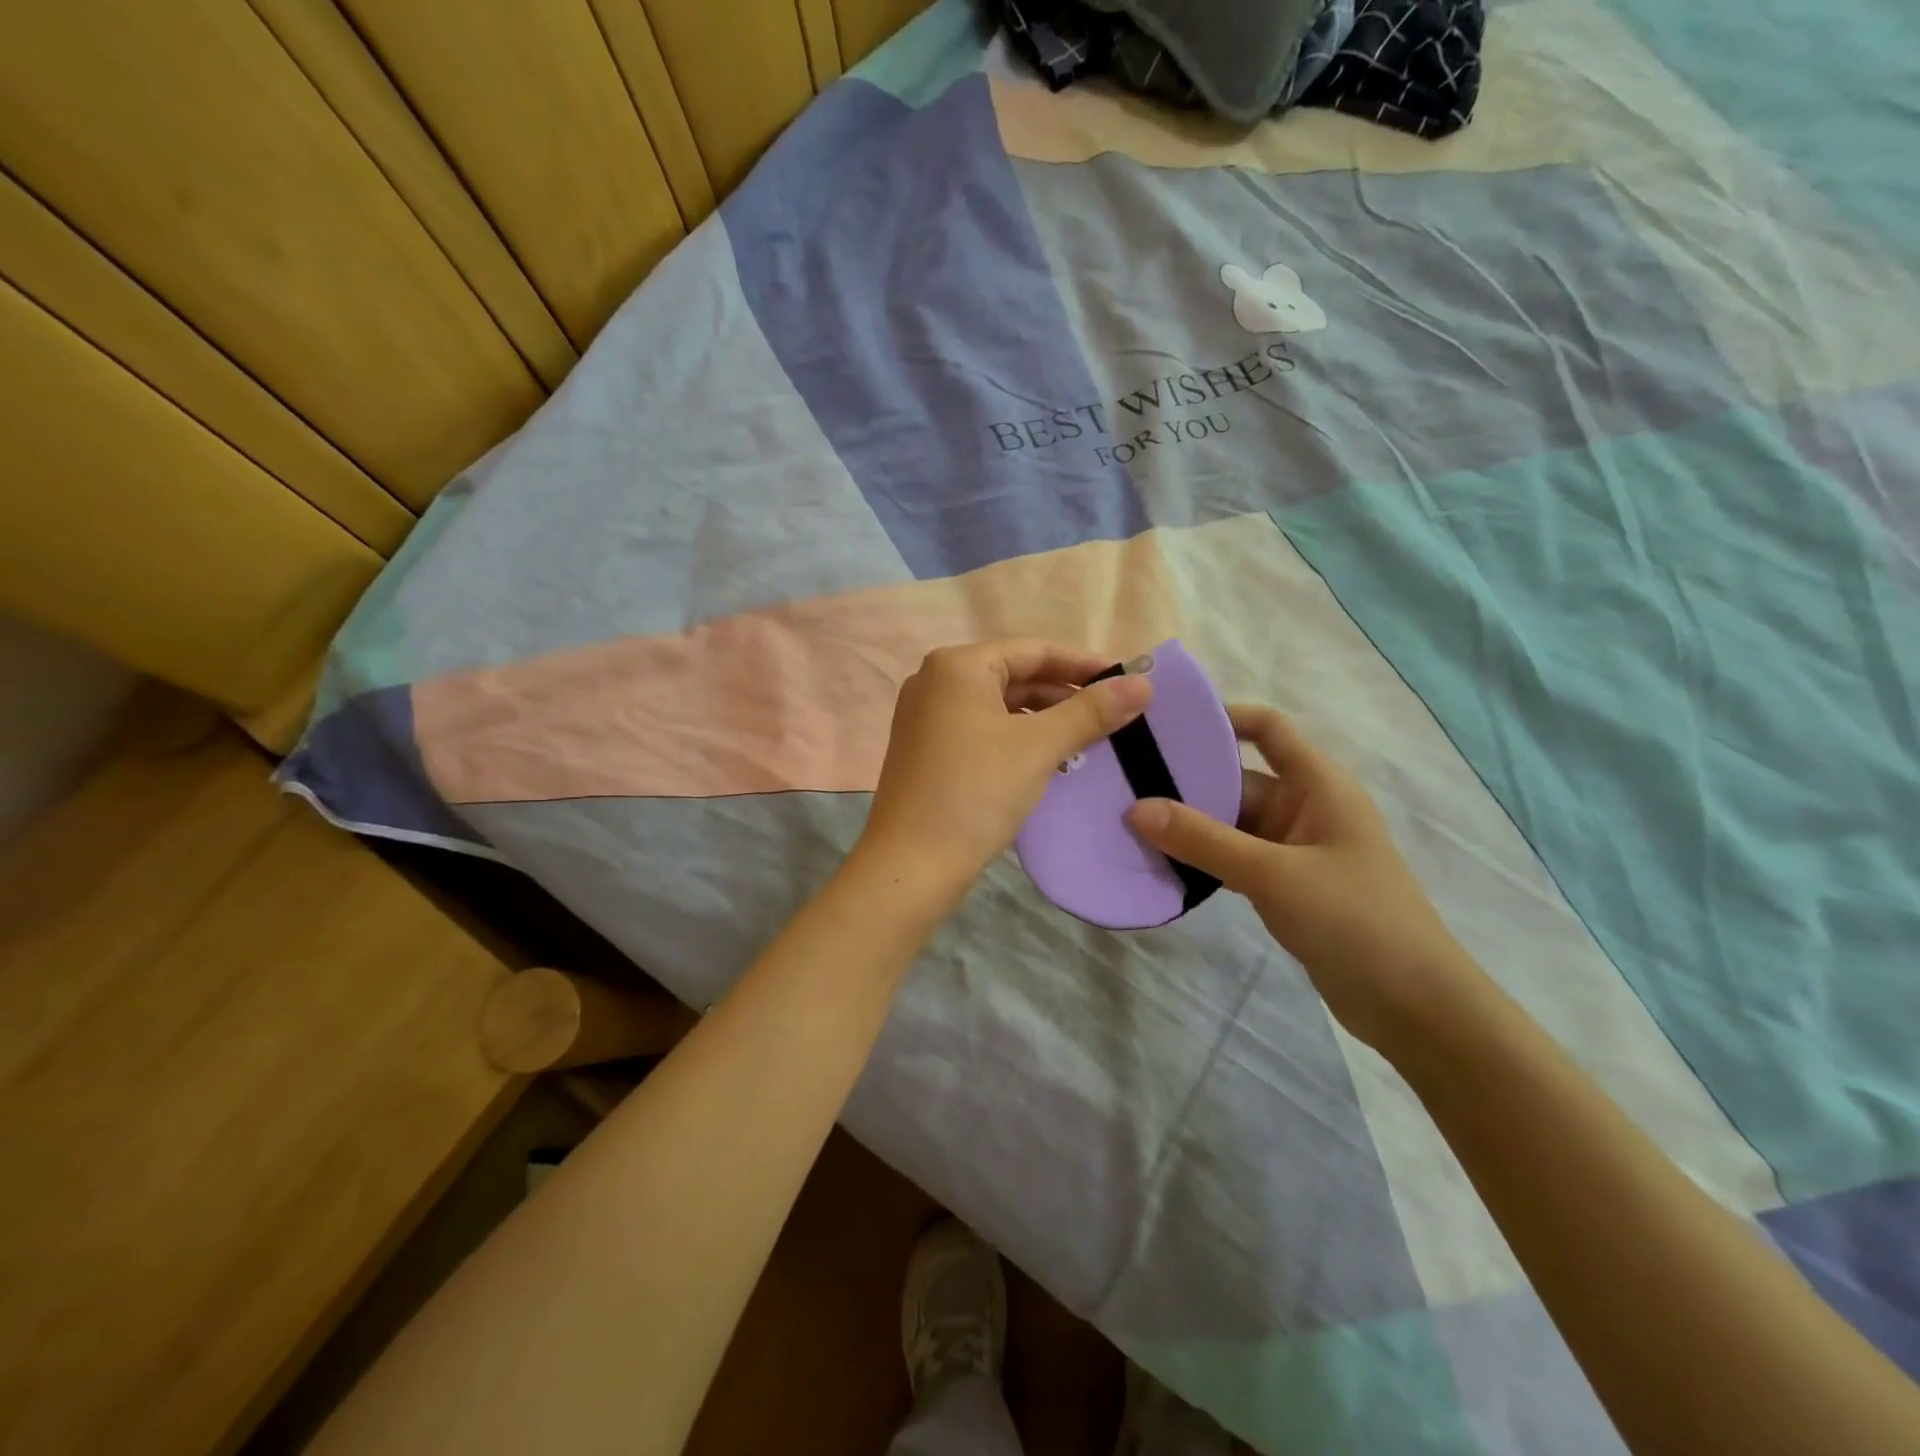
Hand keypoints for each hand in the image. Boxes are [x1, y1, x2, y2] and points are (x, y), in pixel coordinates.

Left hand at [859, 639, 1152, 898]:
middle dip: (1065, 694)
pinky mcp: (927, 748)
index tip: (1127, 681)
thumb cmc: (975, 793)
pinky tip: (1048, 760)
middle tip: (1114, 715)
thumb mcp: (1038, 747)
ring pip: (1000, 705)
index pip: (1034, 650)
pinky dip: (1017, 738)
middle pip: (1015, 675)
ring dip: (1044, 719)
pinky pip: (982, 729)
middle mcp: (936, 681)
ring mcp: (926, 716)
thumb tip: (1143, 683)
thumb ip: (1091, 711)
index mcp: (957, 666)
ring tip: (1088, 741)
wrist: (910, 865)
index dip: (1084, 664)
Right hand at [1128, 705, 1484, 1050]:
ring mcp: (1294, 849)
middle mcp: (1305, 807)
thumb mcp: (1273, 874)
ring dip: (1189, 824)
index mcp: (1318, 785)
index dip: (1222, 717)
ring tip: (1129, 820)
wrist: (1413, 1006)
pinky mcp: (1285, 885)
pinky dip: (1202, 858)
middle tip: (1125, 780)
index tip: (1165, 724)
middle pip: (1238, 777)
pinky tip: (1160, 862)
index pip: (1268, 728)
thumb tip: (1136, 809)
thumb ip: (1204, 841)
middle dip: (1187, 779)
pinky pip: (1233, 858)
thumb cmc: (1354, 920)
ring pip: (1231, 822)